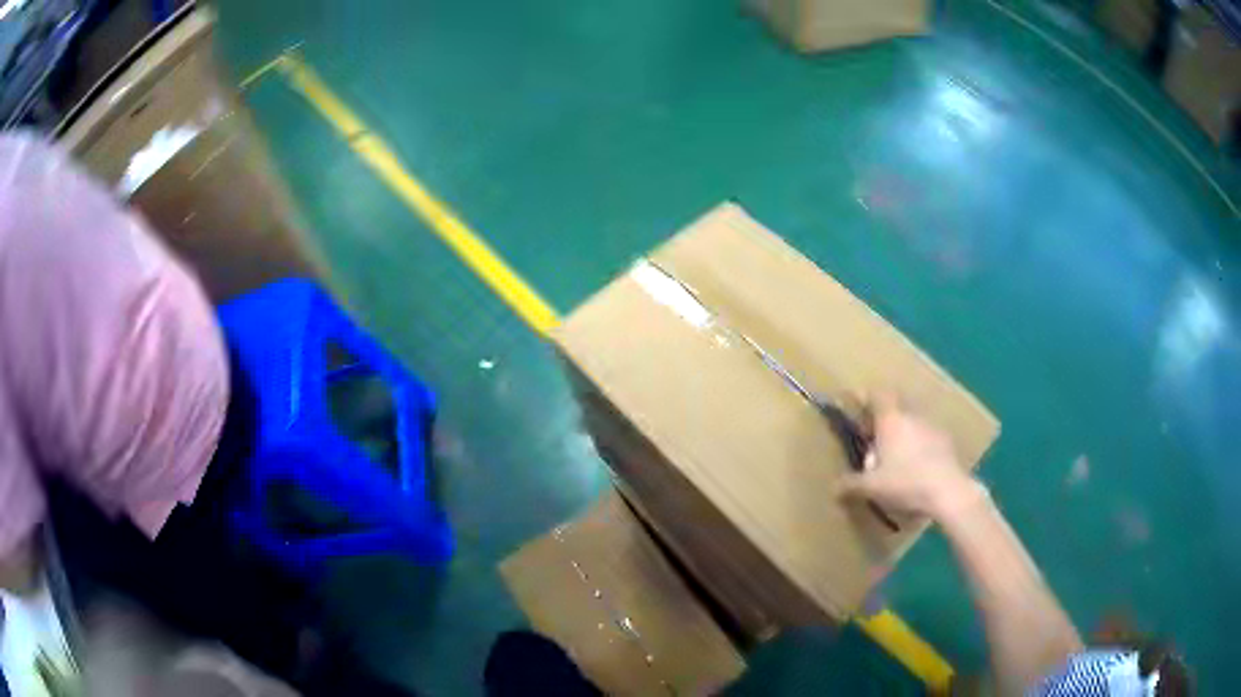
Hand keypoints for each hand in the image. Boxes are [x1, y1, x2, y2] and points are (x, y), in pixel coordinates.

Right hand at [839, 393, 985, 523]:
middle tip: (872, 443)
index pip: (877, 395)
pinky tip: (915, 470)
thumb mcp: (871, 488)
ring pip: (911, 425)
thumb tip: (834, 486)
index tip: (856, 407)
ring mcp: (932, 428)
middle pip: (894, 410)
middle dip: (882, 423)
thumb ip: (851, 485)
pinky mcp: (947, 443)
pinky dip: (918, 448)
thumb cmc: (906, 483)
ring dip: (901, 436)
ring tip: (894, 461)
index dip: (865, 397)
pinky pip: (926, 439)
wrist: (949, 492)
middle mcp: (912, 416)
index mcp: (891, 420)